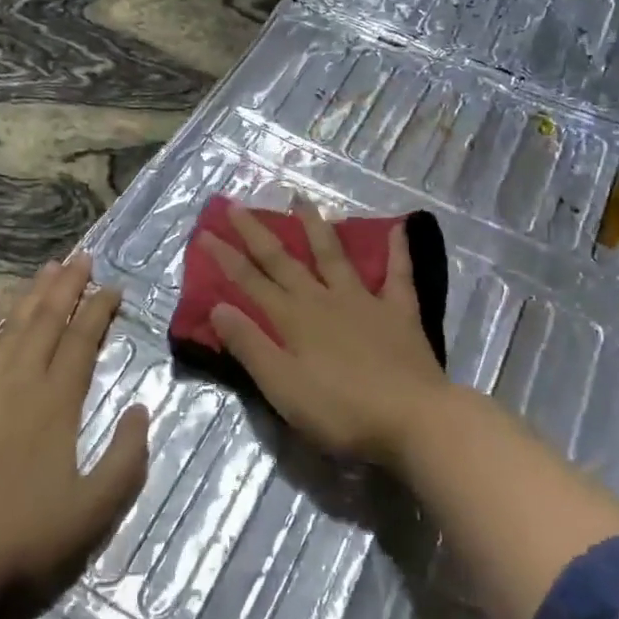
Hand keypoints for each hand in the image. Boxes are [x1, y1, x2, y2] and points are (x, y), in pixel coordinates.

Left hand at [0, 257, 149, 599]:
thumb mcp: (95, 509)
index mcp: (58, 402)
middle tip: (82, 256)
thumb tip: (140, 408)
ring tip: (47, 269)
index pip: (83, 341)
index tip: (113, 287)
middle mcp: (20, 382)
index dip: (99, 310)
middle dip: (68, 286)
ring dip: (30, 296)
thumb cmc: (23, 536)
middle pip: (48, 322)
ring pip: (10, 329)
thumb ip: (127, 457)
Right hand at [204, 202, 456, 469]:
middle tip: (238, 206)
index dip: (226, 258)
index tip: (205, 232)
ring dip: (315, 226)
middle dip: (257, 234)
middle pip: (284, 261)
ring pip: (334, 255)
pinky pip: (399, 274)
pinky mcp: (399, 312)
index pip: (250, 282)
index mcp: (293, 320)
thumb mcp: (283, 387)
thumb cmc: (341, 411)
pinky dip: (398, 250)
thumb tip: (218, 306)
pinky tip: (399, 226)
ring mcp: (364, 301)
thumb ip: (250, 346)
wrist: (413, 419)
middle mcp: (324, 299)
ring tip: (301, 200)